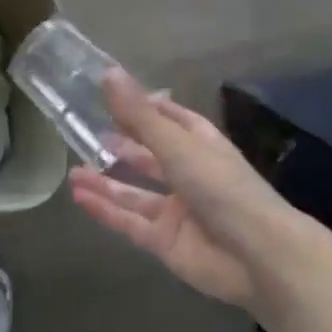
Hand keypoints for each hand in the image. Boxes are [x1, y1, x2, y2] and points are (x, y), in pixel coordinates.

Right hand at [68, 70, 294, 314]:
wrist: (258, 257)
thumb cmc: (224, 189)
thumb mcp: (178, 146)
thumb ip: (139, 116)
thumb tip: (107, 73)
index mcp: (202, 146)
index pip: (172, 119)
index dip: (145, 108)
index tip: (113, 97)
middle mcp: (189, 175)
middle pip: (150, 157)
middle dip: (121, 147)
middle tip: (85, 135)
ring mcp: (177, 211)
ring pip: (134, 193)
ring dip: (105, 182)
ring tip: (73, 172)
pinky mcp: (164, 241)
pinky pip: (129, 222)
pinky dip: (105, 210)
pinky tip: (79, 198)